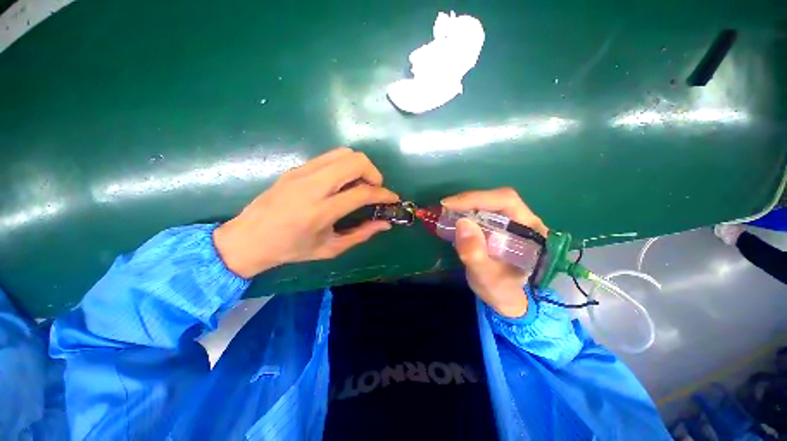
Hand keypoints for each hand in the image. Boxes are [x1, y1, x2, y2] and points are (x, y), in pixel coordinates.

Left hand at [213, 148, 398, 277]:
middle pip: (355, 161)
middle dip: (374, 173)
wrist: (249, 238)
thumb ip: (361, 234)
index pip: (363, 193)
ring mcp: (303, 172)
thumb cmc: (291, 249)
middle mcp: (313, 186)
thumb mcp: (330, 249)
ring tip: (360, 185)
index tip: (392, 199)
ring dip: (360, 166)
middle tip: (374, 190)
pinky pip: (329, 157)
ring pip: (343, 153)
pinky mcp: (296, 168)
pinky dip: (344, 165)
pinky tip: (342, 182)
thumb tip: (385, 224)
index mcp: (321, 211)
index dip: (384, 194)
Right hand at [441, 188, 548, 317]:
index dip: (476, 198)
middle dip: (468, 202)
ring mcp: (513, 222)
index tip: (449, 205)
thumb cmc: (503, 291)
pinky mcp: (501, 226)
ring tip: (447, 215)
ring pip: (489, 204)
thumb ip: (475, 255)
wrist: (508, 299)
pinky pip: (483, 212)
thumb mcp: (487, 278)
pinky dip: (466, 213)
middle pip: (496, 199)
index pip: (505, 201)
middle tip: (445, 209)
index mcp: (531, 230)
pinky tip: (454, 220)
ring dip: (466, 207)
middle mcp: (525, 220)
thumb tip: (461, 222)